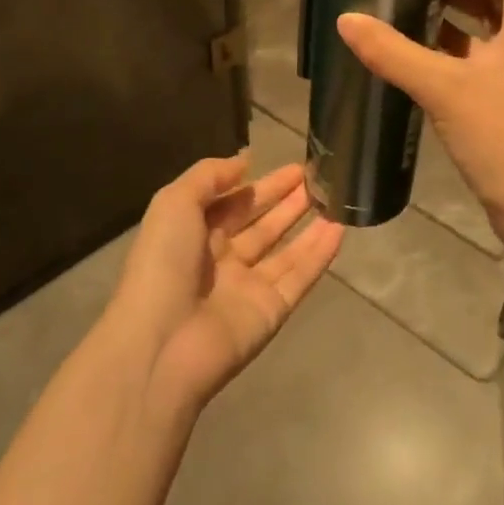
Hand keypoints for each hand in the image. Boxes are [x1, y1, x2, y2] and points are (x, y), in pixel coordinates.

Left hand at [111, 154, 342, 416]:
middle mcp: (222, 260)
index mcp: (194, 234)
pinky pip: (300, 276)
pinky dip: (320, 254)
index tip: (293, 166)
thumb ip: (209, 176)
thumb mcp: (174, 202)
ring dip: (309, 224)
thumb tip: (243, 161)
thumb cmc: (163, 263)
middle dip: (288, 201)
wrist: (163, 343)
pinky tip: (340, 229)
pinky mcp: (272, 311)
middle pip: (262, 224)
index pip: (234, 203)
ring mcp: (248, 287)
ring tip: (336, 197)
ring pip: (286, 250)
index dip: (262, 185)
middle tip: (319, 177)